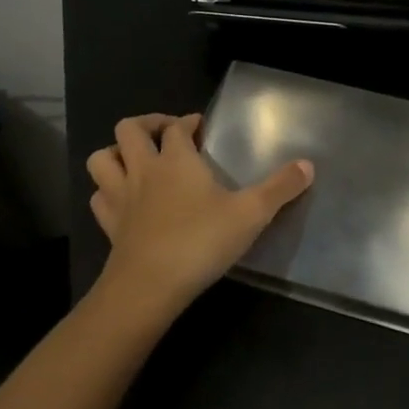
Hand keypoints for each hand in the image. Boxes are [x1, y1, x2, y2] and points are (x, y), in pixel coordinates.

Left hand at [85, 113, 314, 319]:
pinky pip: (99, 197)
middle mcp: (144, 170)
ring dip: (116, 152)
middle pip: (129, 129)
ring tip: (137, 160)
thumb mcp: (251, 214)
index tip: (200, 126)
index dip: (187, 121)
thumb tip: (309, 165)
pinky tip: (123, 200)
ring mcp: (121, 197)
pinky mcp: (109, 225)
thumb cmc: (201, 241)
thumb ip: (280, 188)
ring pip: (102, 158)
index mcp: (177, 159)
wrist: (150, 287)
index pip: (176, 126)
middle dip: (146, 124)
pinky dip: (108, 191)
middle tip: (166, 134)